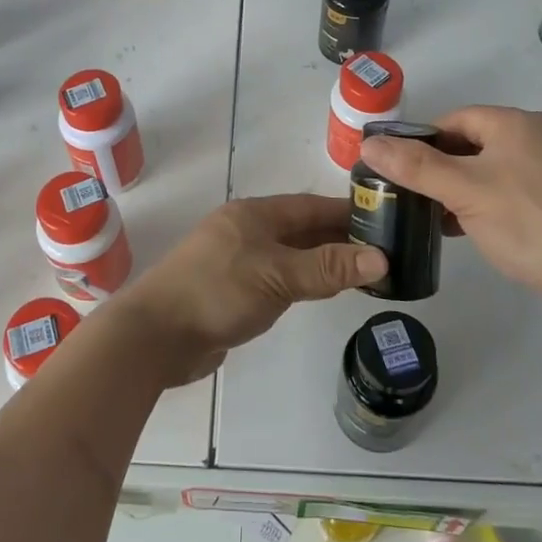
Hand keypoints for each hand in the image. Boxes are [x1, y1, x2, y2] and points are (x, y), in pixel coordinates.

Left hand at [119, 195, 386, 383]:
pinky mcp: (231, 290)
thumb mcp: (279, 275)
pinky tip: (319, 291)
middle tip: (383, 251)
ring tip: (361, 272)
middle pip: (300, 229)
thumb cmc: (218, 292)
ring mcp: (236, 260)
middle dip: (338, 238)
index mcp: (254, 214)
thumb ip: (328, 267)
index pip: (310, 206)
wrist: (157, 335)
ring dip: (321, 261)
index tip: (384, 220)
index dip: (346, 212)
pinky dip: (301, 281)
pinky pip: (276, 278)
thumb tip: (382, 258)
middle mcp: (246, 231)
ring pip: (289, 254)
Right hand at [355, 105, 541, 332]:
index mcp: (517, 124)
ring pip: (495, 171)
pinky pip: (516, 193)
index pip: (456, 119)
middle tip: (414, 197)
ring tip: (438, 218)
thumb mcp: (463, 191)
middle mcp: (541, 138)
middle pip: (475, 144)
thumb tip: (369, 144)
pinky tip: (475, 231)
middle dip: (442, 168)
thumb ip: (414, 166)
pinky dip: (490, 205)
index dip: (422, 141)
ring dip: (464, 190)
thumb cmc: (529, 222)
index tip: (399, 170)